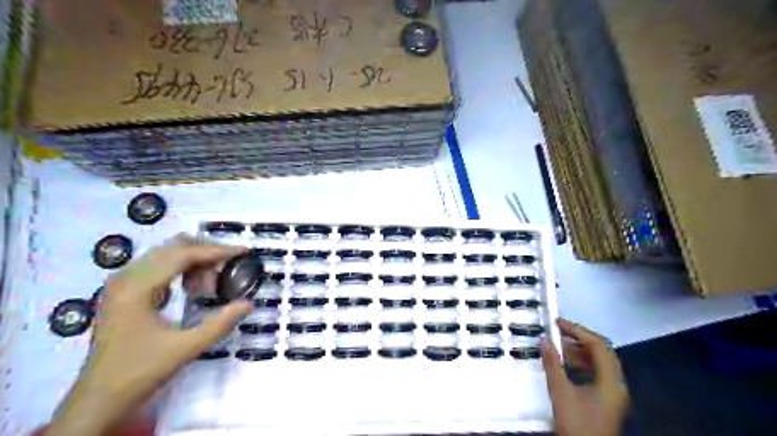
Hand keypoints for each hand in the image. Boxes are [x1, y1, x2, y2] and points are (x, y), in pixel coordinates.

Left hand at [46, 236, 251, 435]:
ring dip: (194, 261)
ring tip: (210, 285)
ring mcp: (122, 283)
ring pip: (166, 254)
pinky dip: (181, 269)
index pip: (183, 255)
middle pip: (174, 247)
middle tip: (229, 268)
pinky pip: (158, 266)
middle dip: (206, 253)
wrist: (98, 399)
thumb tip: (249, 303)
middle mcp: (126, 277)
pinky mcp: (123, 291)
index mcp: (137, 287)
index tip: (244, 252)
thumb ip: (220, 323)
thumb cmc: (140, 371)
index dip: (217, 250)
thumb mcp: (185, 348)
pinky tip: (192, 289)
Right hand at [541, 317, 629, 435]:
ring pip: (599, 363)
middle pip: (602, 352)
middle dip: (579, 339)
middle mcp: (616, 384)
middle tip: (558, 331)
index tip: (558, 323)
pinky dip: (581, 364)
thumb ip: (552, 364)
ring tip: (557, 346)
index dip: (577, 330)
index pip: (598, 345)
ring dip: (579, 352)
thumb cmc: (577, 425)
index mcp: (611, 381)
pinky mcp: (607, 400)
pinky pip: (596, 373)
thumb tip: (545, 340)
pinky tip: (565, 364)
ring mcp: (613, 393)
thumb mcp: (560, 392)